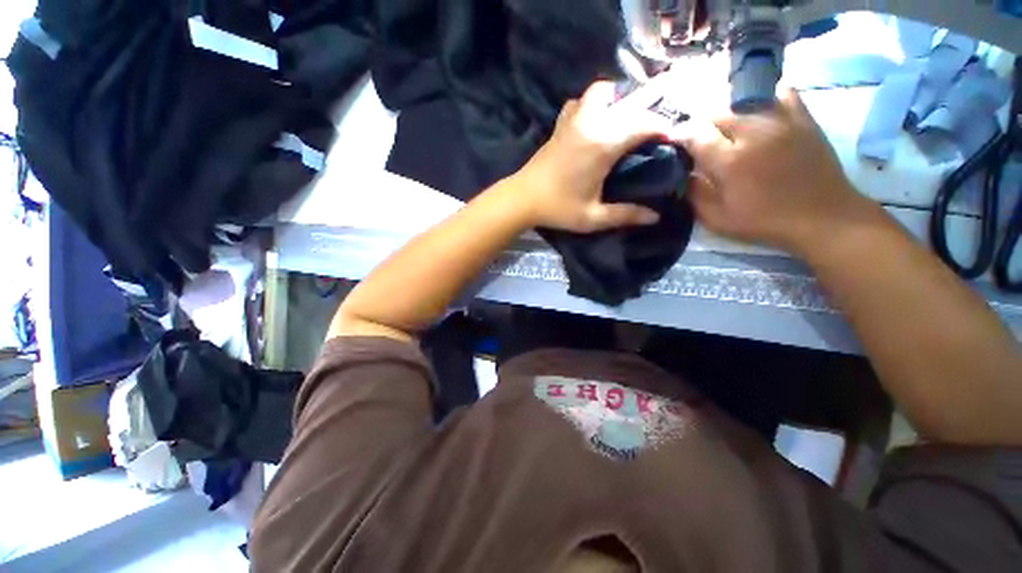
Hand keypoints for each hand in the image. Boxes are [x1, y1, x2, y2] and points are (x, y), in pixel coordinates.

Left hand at [514, 81, 670, 232]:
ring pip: (602, 91)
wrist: (522, 199)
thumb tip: (655, 217)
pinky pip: (580, 102)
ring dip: (619, 98)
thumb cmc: (557, 209)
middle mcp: (591, 123)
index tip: (675, 139)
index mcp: (603, 144)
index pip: (644, 123)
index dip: (664, 127)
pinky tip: (596, 121)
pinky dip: (593, 104)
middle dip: (648, 109)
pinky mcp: (560, 124)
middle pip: (628, 100)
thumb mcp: (593, 217)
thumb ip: (625, 215)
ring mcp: (573, 119)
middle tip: (655, 129)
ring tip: (627, 120)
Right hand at [678, 88, 871, 252]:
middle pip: (716, 112)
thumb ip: (694, 195)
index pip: (695, 134)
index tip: (673, 140)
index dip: (680, 134)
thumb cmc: (765, 221)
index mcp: (731, 161)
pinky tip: (756, 113)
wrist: (822, 216)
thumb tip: (682, 173)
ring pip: (743, 99)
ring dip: (726, 111)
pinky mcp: (802, 117)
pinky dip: (762, 98)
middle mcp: (754, 133)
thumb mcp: (718, 219)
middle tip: (698, 138)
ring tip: (724, 127)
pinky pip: (778, 92)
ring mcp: (781, 120)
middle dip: (700, 124)